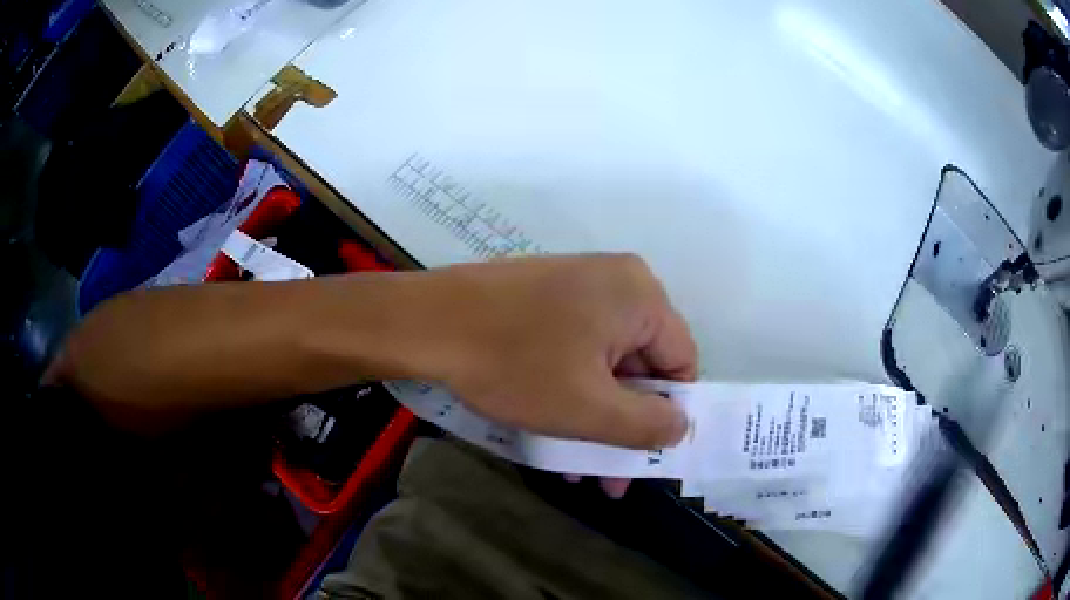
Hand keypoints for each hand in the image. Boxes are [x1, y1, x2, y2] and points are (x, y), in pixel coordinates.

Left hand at [415, 254, 697, 449]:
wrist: (425, 322)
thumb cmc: (513, 364)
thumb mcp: (589, 409)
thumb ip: (647, 425)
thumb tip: (680, 427)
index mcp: (640, 295)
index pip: (681, 362)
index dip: (667, 415)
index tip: (643, 457)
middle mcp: (616, 280)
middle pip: (641, 364)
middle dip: (625, 425)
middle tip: (607, 477)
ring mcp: (577, 284)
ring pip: (605, 362)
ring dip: (596, 415)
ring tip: (576, 467)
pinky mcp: (545, 295)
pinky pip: (575, 348)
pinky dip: (571, 389)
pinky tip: (551, 427)